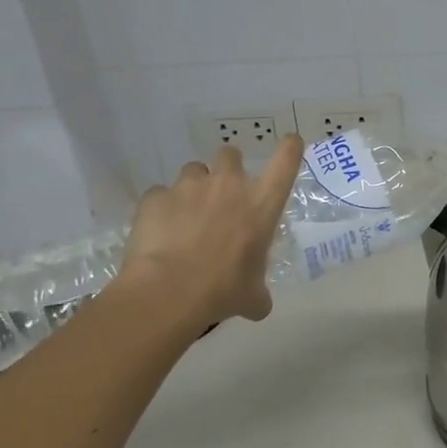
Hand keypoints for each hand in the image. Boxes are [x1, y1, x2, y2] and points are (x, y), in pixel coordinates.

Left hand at [118, 136, 304, 330]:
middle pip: (230, 154)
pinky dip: (160, 208)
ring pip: (193, 171)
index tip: (290, 142)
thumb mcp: (251, 296)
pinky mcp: (156, 197)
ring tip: (185, 214)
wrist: (168, 292)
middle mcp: (228, 186)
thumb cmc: (222, 290)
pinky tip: (157, 231)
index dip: (289, 148)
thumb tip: (258, 306)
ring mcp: (189, 187)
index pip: (285, 162)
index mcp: (261, 205)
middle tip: (221, 191)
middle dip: (227, 167)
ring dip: (193, 187)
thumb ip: (258, 293)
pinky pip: (159, 195)